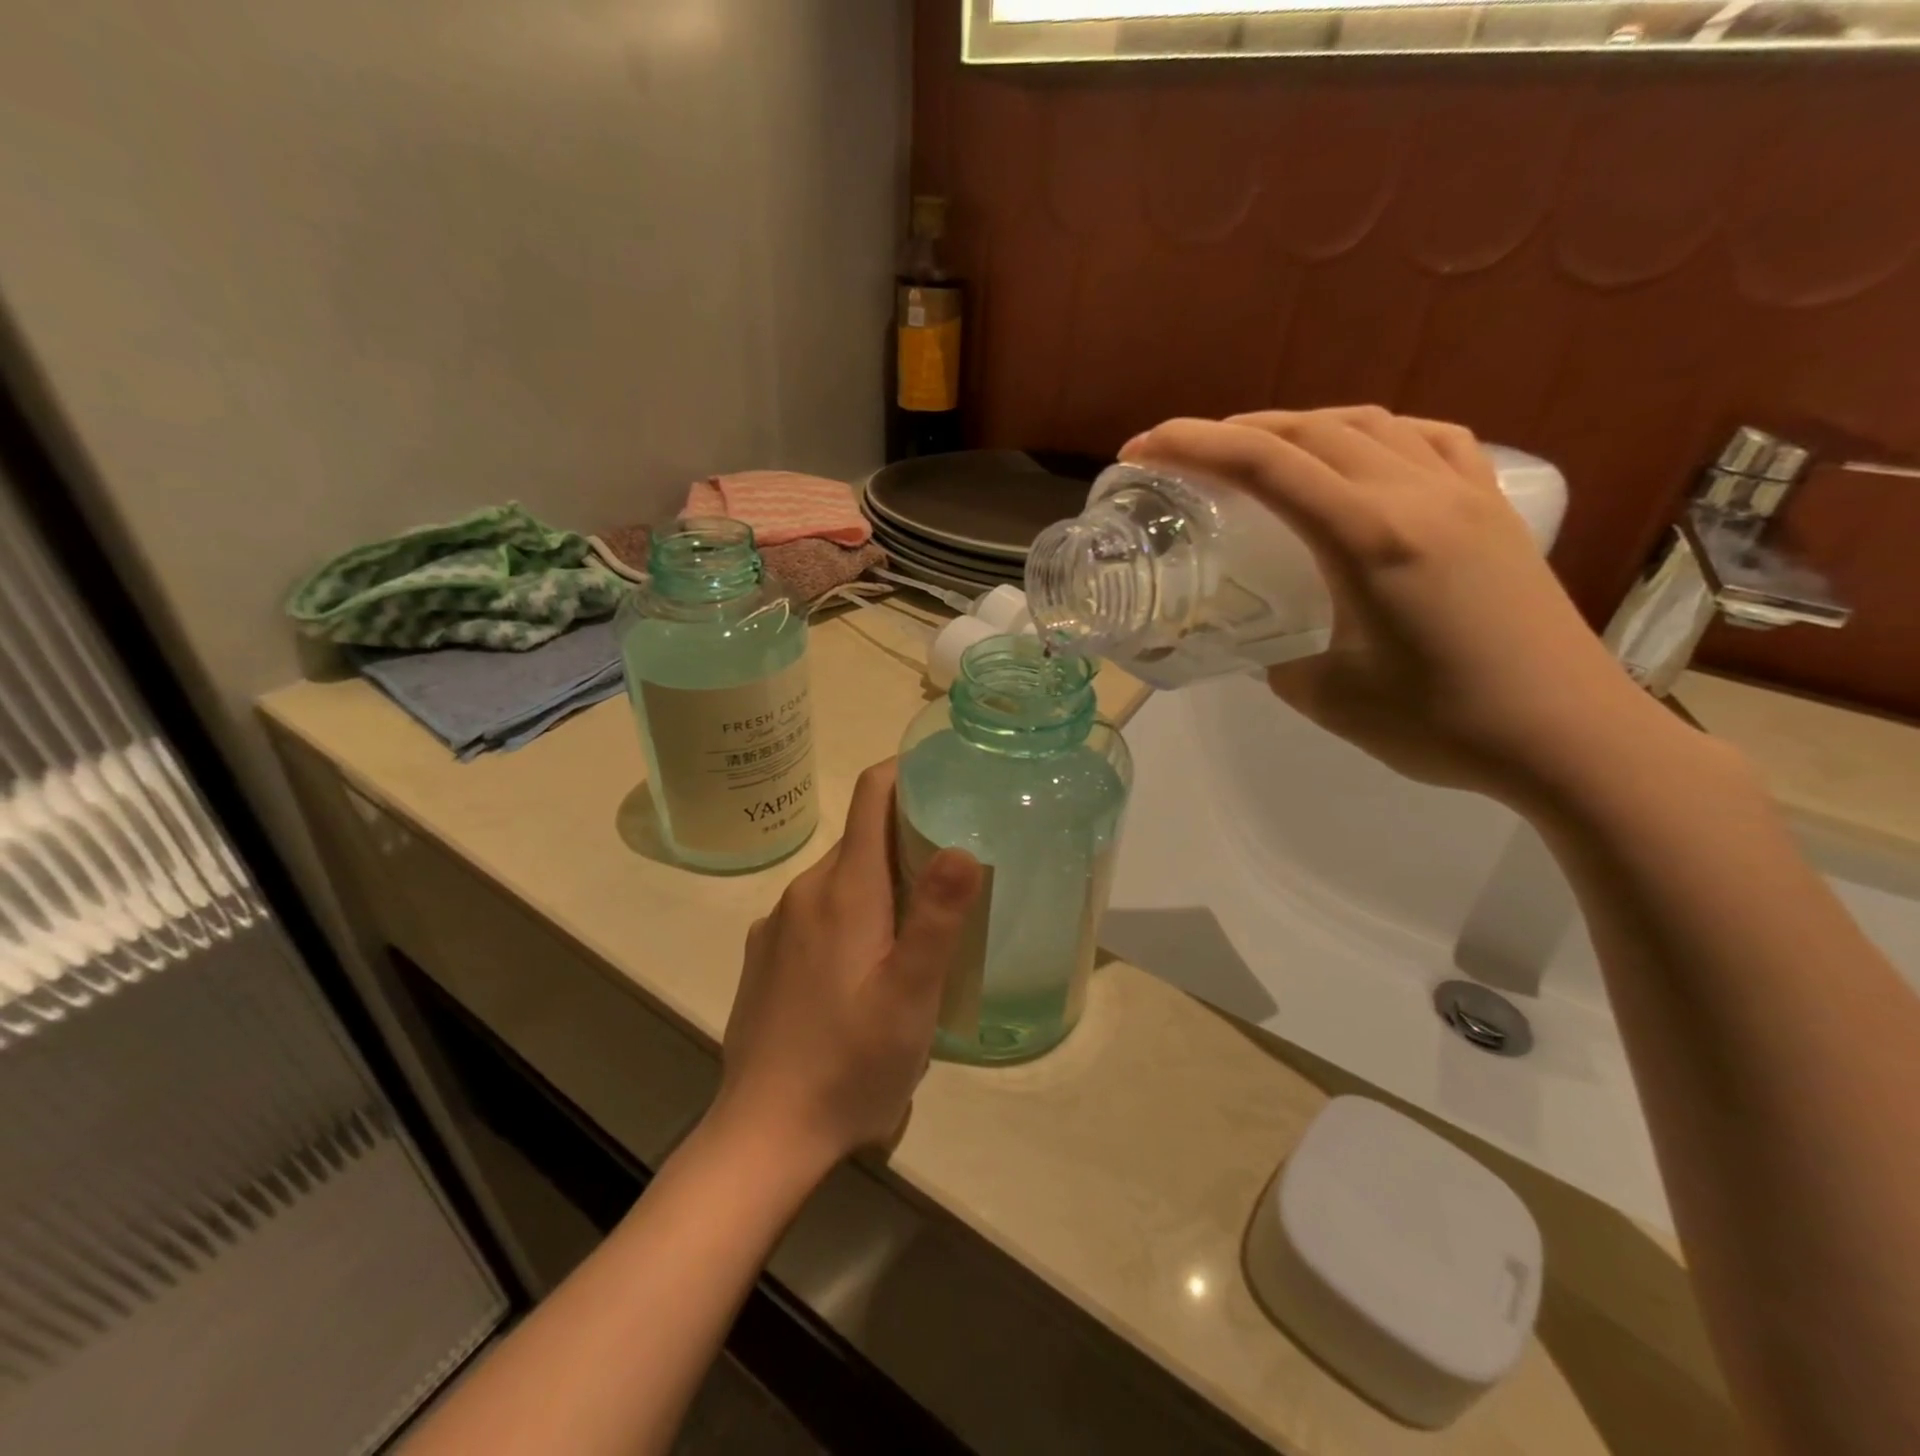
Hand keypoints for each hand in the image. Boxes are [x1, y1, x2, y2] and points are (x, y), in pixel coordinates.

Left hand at [710, 760, 982, 1174]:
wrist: (764, 1133)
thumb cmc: (850, 1064)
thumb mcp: (911, 995)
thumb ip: (938, 917)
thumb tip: (961, 845)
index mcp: (843, 889)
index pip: (871, 796)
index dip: (906, 773)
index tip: (945, 777)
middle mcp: (804, 892)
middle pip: (860, 838)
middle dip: (906, 838)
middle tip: (955, 867)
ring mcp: (778, 924)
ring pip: (840, 878)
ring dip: (881, 883)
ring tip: (921, 922)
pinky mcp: (766, 955)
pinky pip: (817, 912)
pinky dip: (851, 913)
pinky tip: (868, 964)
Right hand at [1123, 407, 1678, 807]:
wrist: (1568, 736)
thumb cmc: (1442, 724)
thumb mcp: (1326, 697)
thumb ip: (1276, 657)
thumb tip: (1259, 640)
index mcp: (1368, 536)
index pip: (1263, 464)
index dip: (1191, 445)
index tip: (1141, 450)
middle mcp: (1416, 493)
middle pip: (1308, 429)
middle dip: (1233, 430)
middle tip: (1184, 457)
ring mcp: (1464, 492)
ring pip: (1366, 423)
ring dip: (1298, 427)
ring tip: (1259, 453)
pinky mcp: (1494, 507)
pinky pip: (1427, 439)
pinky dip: (1373, 434)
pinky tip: (1359, 456)